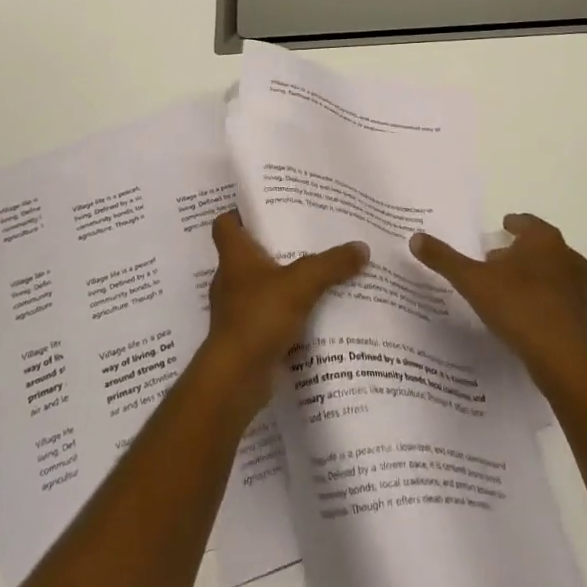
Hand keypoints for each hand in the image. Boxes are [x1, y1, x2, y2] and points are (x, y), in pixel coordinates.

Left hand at [205, 210, 367, 414]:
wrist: (236, 378)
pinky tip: (311, 314)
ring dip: (281, 283)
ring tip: (314, 275)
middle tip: (304, 238)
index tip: (265, 209)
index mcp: (234, 256)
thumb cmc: (259, 317)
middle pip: (246, 254)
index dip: (240, 213)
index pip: (225, 224)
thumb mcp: (302, 283)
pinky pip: (267, 316)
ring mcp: (236, 310)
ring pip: (259, 286)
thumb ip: (331, 264)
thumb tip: (362, 247)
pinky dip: (285, 314)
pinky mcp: (246, 337)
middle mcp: (230, 279)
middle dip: (272, 247)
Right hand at [410, 213, 586, 385]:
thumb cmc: (518, 306)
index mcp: (543, 240)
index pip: (526, 222)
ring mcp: (577, 287)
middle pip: (540, 246)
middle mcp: (566, 257)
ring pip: (551, 271)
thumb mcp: (472, 280)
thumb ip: (445, 259)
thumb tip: (415, 238)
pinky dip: (541, 298)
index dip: (512, 224)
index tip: (501, 228)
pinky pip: (557, 298)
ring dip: (531, 275)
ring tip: (506, 287)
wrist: (563, 358)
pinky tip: (522, 314)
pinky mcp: (581, 315)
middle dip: (518, 250)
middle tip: (495, 259)